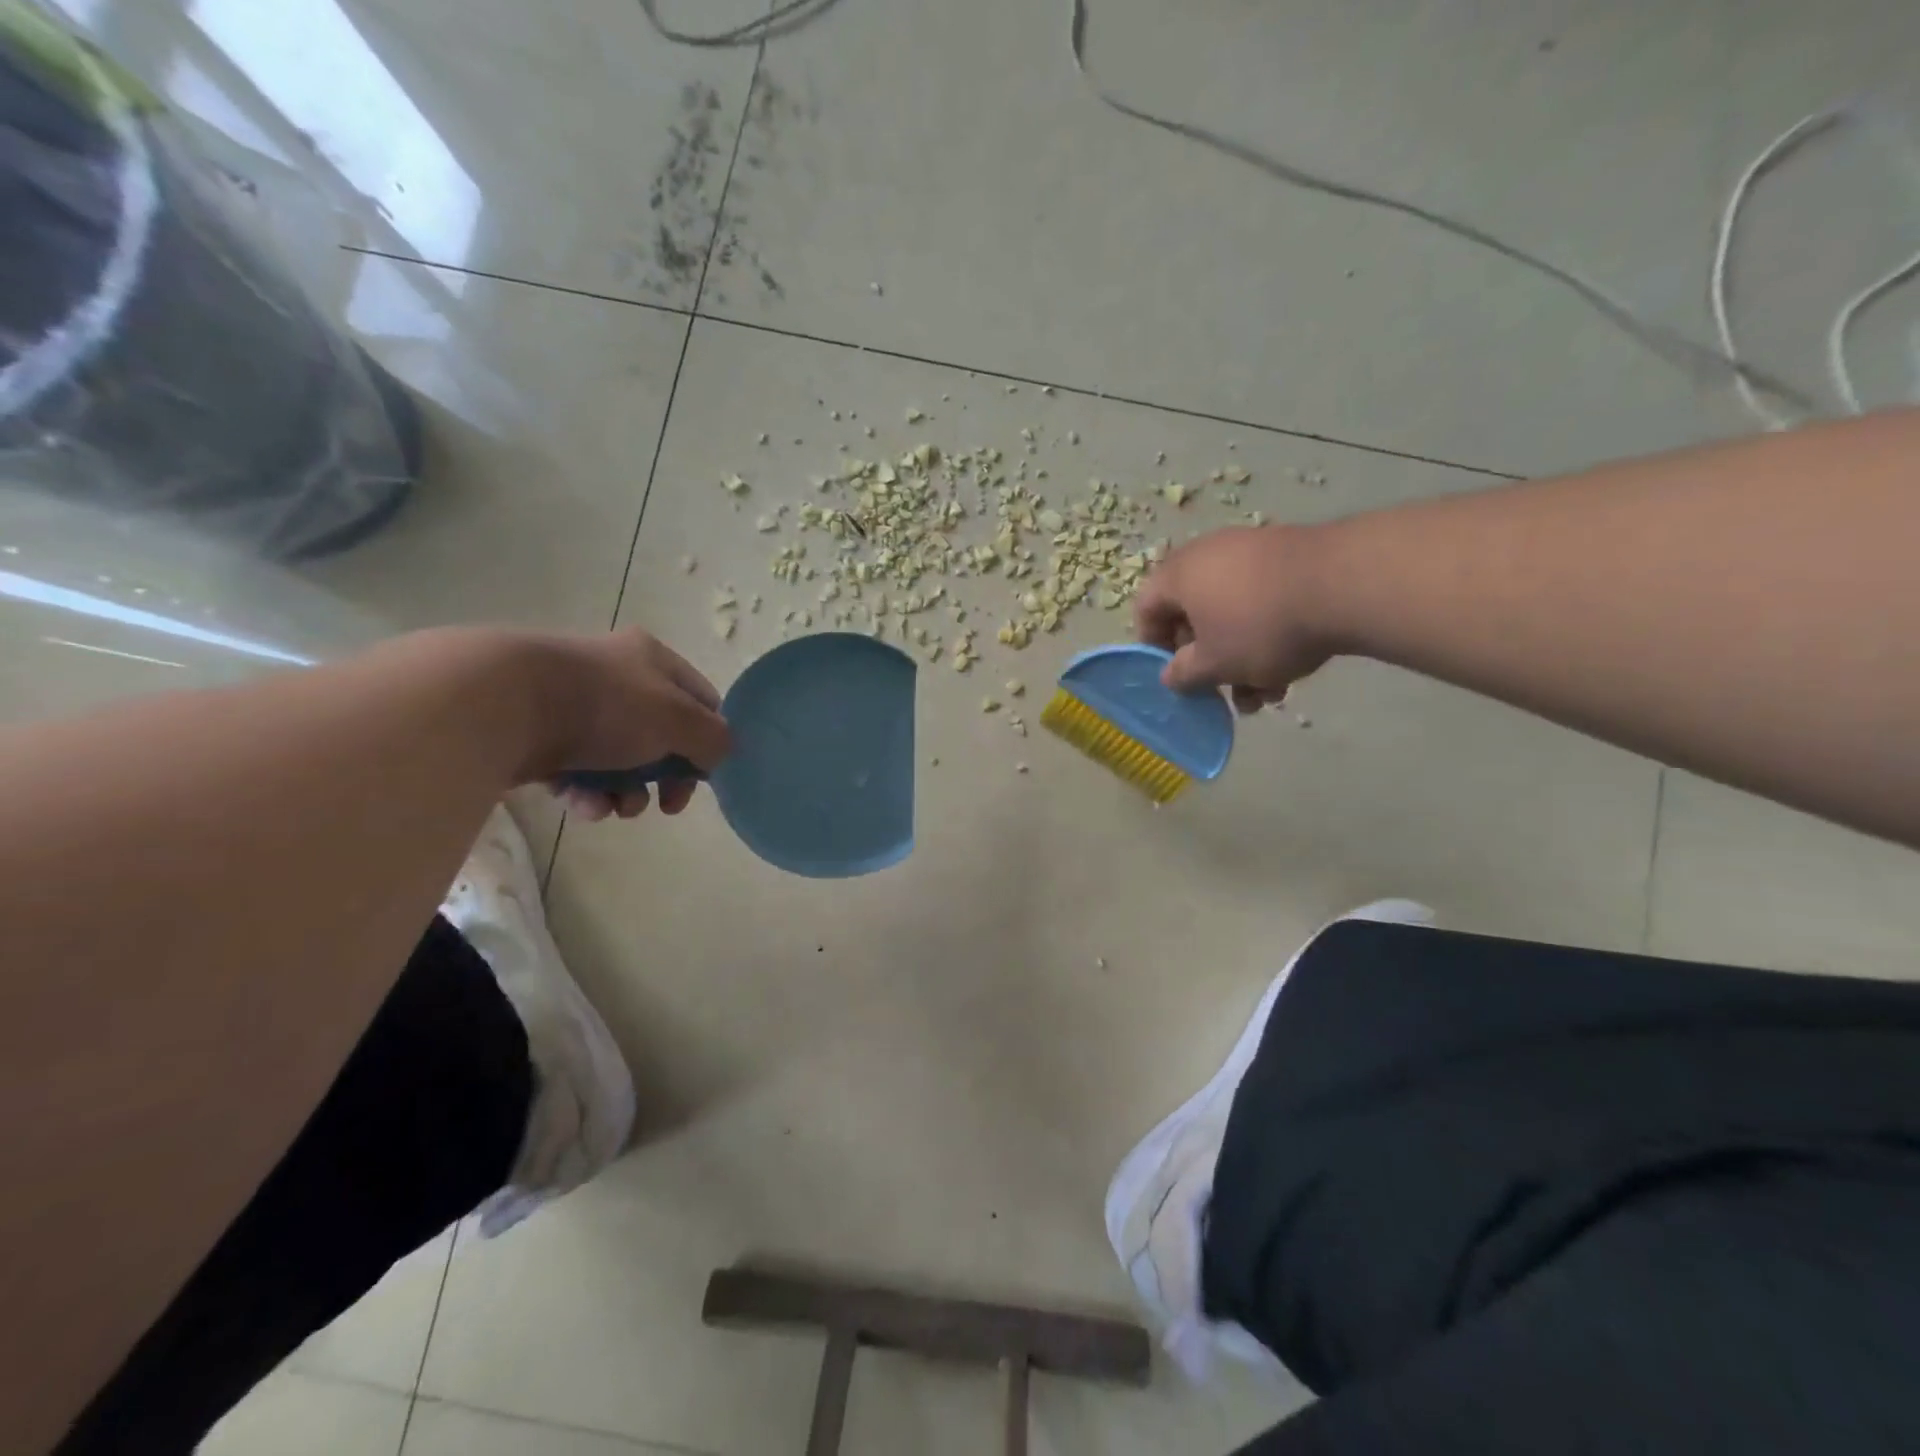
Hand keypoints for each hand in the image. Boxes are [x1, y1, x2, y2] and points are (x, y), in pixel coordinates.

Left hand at [534, 628, 731, 821]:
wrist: (504, 705)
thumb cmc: (606, 706)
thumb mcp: (678, 721)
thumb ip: (713, 739)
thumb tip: (718, 754)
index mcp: (653, 660)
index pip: (701, 701)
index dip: (709, 740)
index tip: (703, 776)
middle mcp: (617, 675)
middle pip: (661, 736)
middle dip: (665, 777)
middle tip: (667, 805)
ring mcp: (575, 703)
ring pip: (619, 758)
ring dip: (626, 792)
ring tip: (614, 809)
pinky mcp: (539, 733)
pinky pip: (577, 769)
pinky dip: (585, 792)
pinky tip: (581, 804)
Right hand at [1133, 525, 1332, 712]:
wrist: (1345, 584)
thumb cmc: (1260, 627)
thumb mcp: (1214, 664)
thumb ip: (1183, 674)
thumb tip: (1170, 674)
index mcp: (1179, 575)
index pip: (1146, 609)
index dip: (1153, 647)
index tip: (1174, 676)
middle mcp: (1209, 555)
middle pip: (1193, 615)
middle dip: (1207, 662)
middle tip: (1222, 692)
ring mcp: (1252, 552)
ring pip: (1232, 615)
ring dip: (1241, 658)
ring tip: (1264, 695)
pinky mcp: (1289, 558)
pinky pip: (1262, 602)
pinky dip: (1267, 636)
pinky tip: (1290, 673)